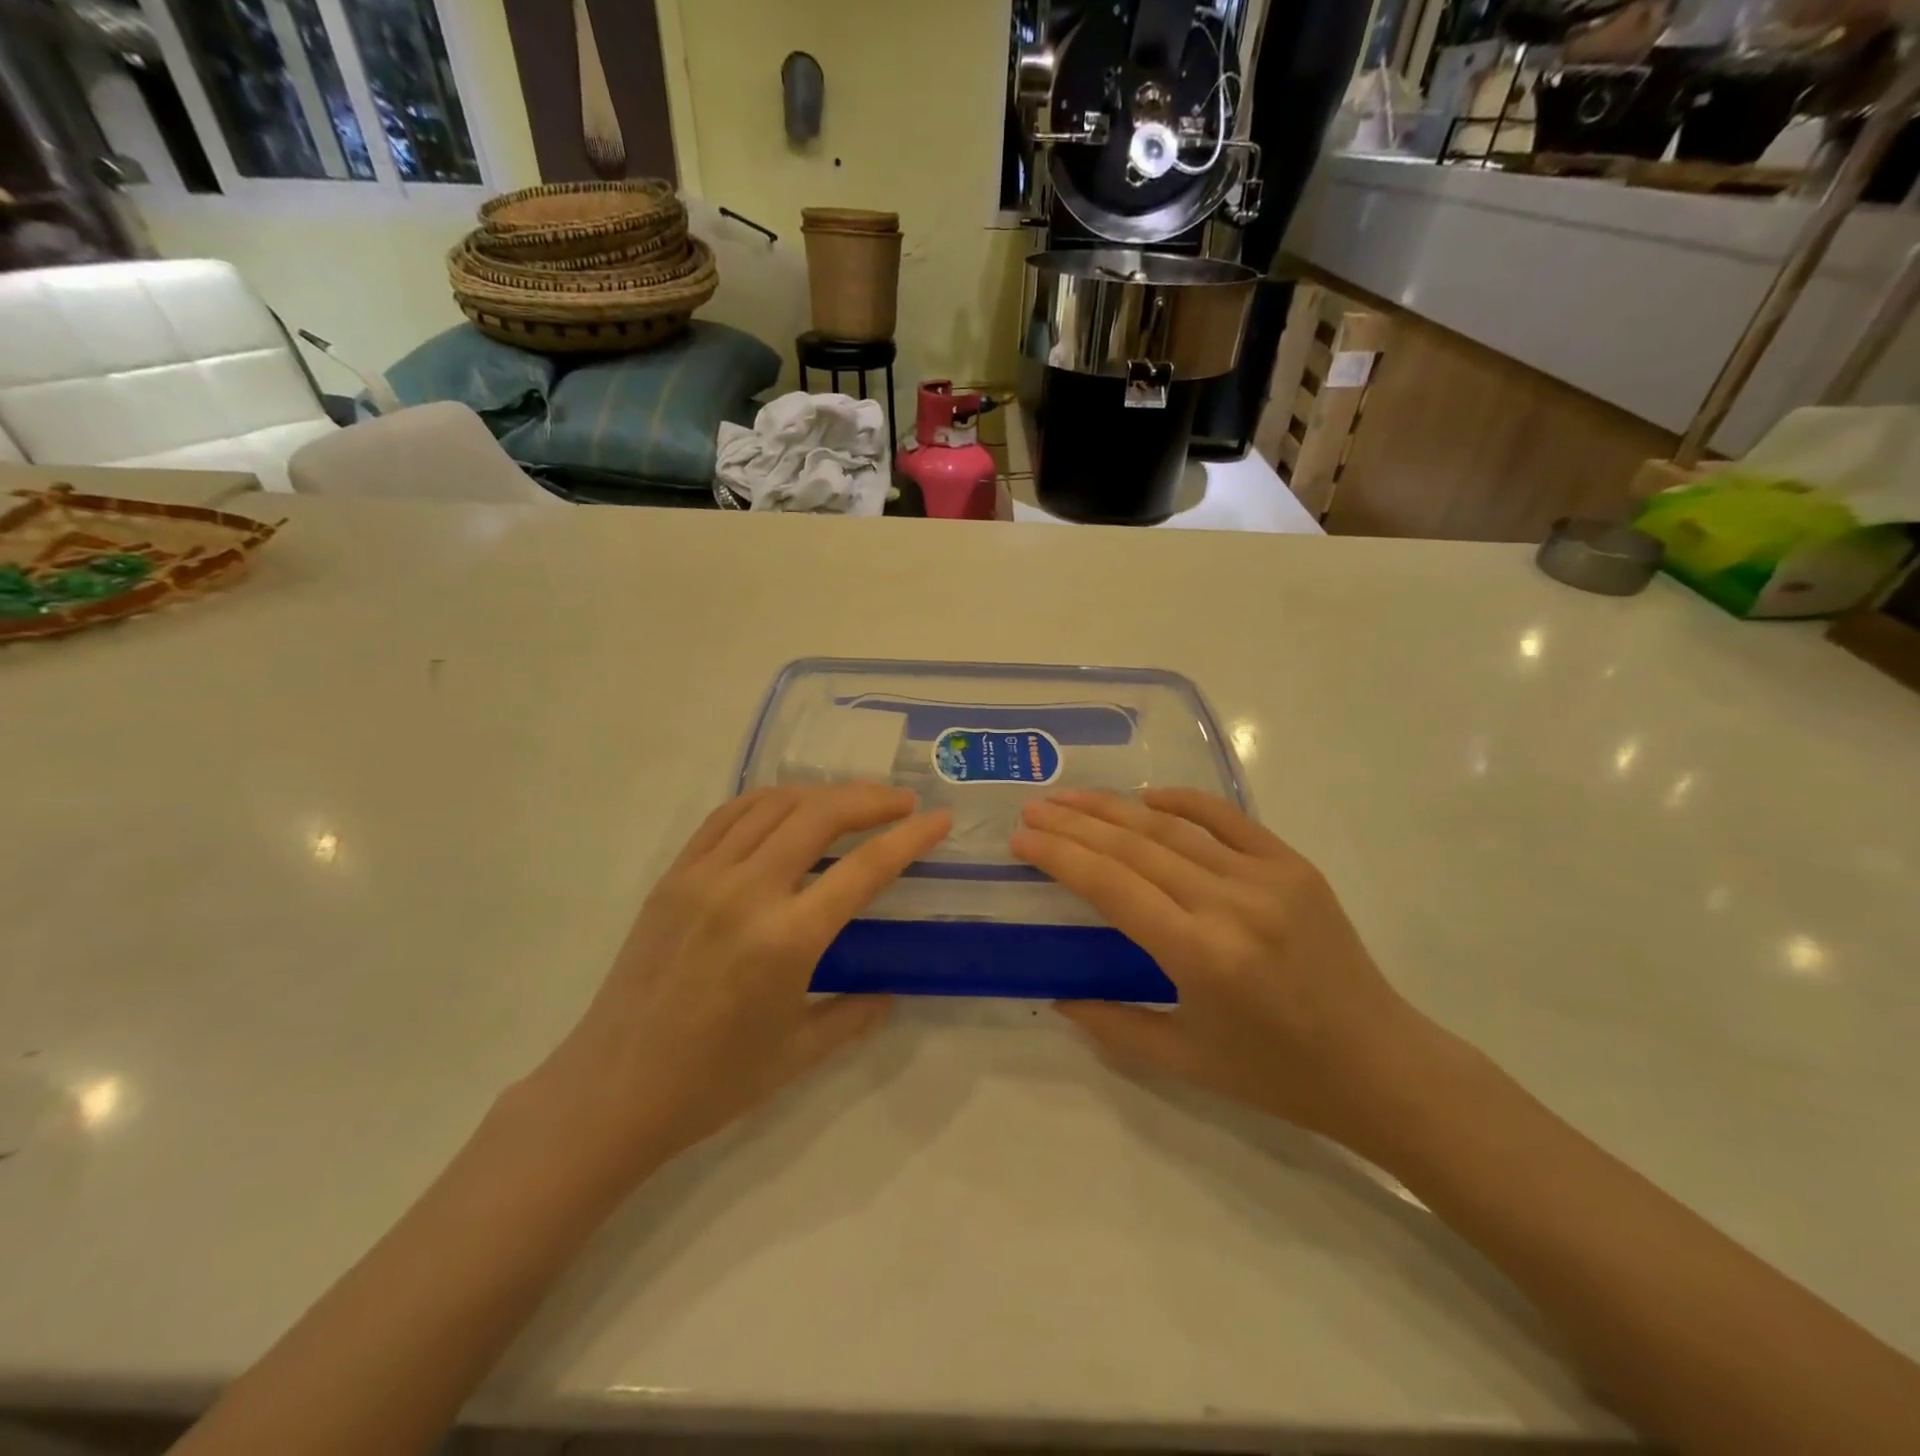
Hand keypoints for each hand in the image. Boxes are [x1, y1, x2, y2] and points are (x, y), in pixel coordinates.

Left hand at [525, 783, 950, 1184]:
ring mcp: (703, 877)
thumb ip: (854, 1015)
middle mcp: (746, 893)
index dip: (910, 838)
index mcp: (785, 940)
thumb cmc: (711, 1082)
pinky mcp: (673, 875)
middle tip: (901, 802)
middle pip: (819, 815)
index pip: (864, 869)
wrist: (611, 1091)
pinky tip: (789, 809)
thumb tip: (888, 991)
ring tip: (852, 801)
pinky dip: (769, 801)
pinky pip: (728, 816)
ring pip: (773, 804)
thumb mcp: (798, 1054)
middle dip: (869, 799)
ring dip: (821, 793)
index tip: (940, 819)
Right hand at [1011, 788, 1435, 1155]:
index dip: (1060, 856)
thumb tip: (1057, 995)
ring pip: (1173, 828)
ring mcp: (1267, 877)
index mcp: (1201, 956)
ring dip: (1116, 807)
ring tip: (1072, 796)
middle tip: (1034, 807)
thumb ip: (1112, 1025)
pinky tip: (1147, 796)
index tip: (1021, 838)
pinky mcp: (1294, 865)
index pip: (1112, 886)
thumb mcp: (1185, 1062)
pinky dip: (1183, 802)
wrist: (1382, 1066)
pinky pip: (1228, 819)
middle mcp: (1230, 904)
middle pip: (1134, 847)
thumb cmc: (1278, 1075)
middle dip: (1076, 823)